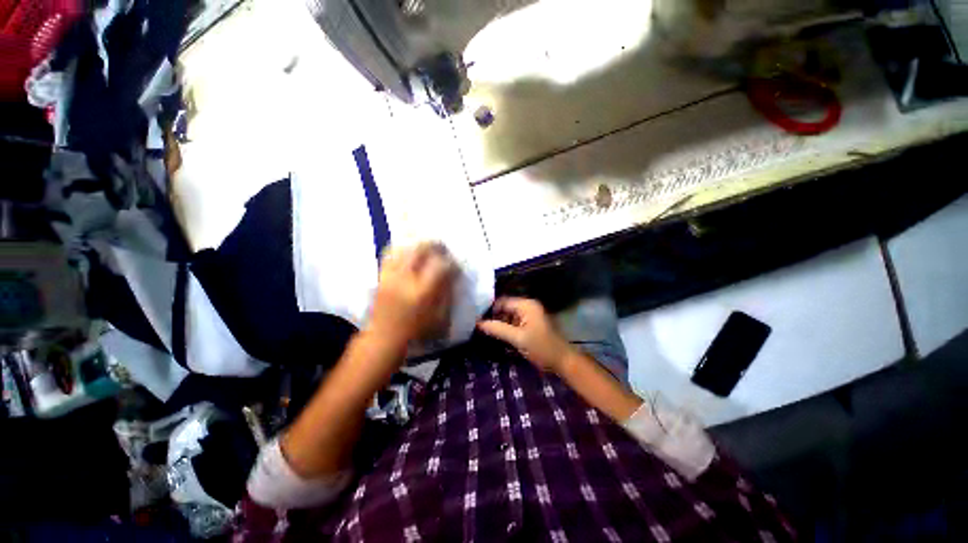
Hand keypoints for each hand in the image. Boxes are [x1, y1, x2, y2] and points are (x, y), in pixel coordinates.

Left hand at [367, 242, 455, 348]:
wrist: (384, 338)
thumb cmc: (416, 331)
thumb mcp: (439, 317)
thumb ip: (448, 294)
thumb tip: (453, 276)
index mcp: (422, 291)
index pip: (441, 266)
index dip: (452, 262)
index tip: (457, 264)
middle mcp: (405, 279)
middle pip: (420, 249)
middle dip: (435, 245)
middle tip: (443, 248)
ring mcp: (391, 276)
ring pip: (404, 248)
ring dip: (418, 244)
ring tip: (427, 246)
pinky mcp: (381, 276)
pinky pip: (390, 254)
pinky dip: (402, 248)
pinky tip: (409, 250)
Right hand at [477, 297, 576, 373]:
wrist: (563, 361)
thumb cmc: (541, 348)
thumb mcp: (518, 338)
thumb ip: (497, 329)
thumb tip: (478, 323)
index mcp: (526, 305)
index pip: (502, 302)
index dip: (489, 310)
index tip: (476, 320)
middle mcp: (528, 306)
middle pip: (505, 308)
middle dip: (494, 317)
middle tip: (479, 328)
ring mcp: (530, 315)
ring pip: (509, 316)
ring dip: (499, 323)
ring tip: (485, 332)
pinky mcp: (531, 324)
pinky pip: (515, 322)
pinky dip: (507, 328)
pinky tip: (498, 336)